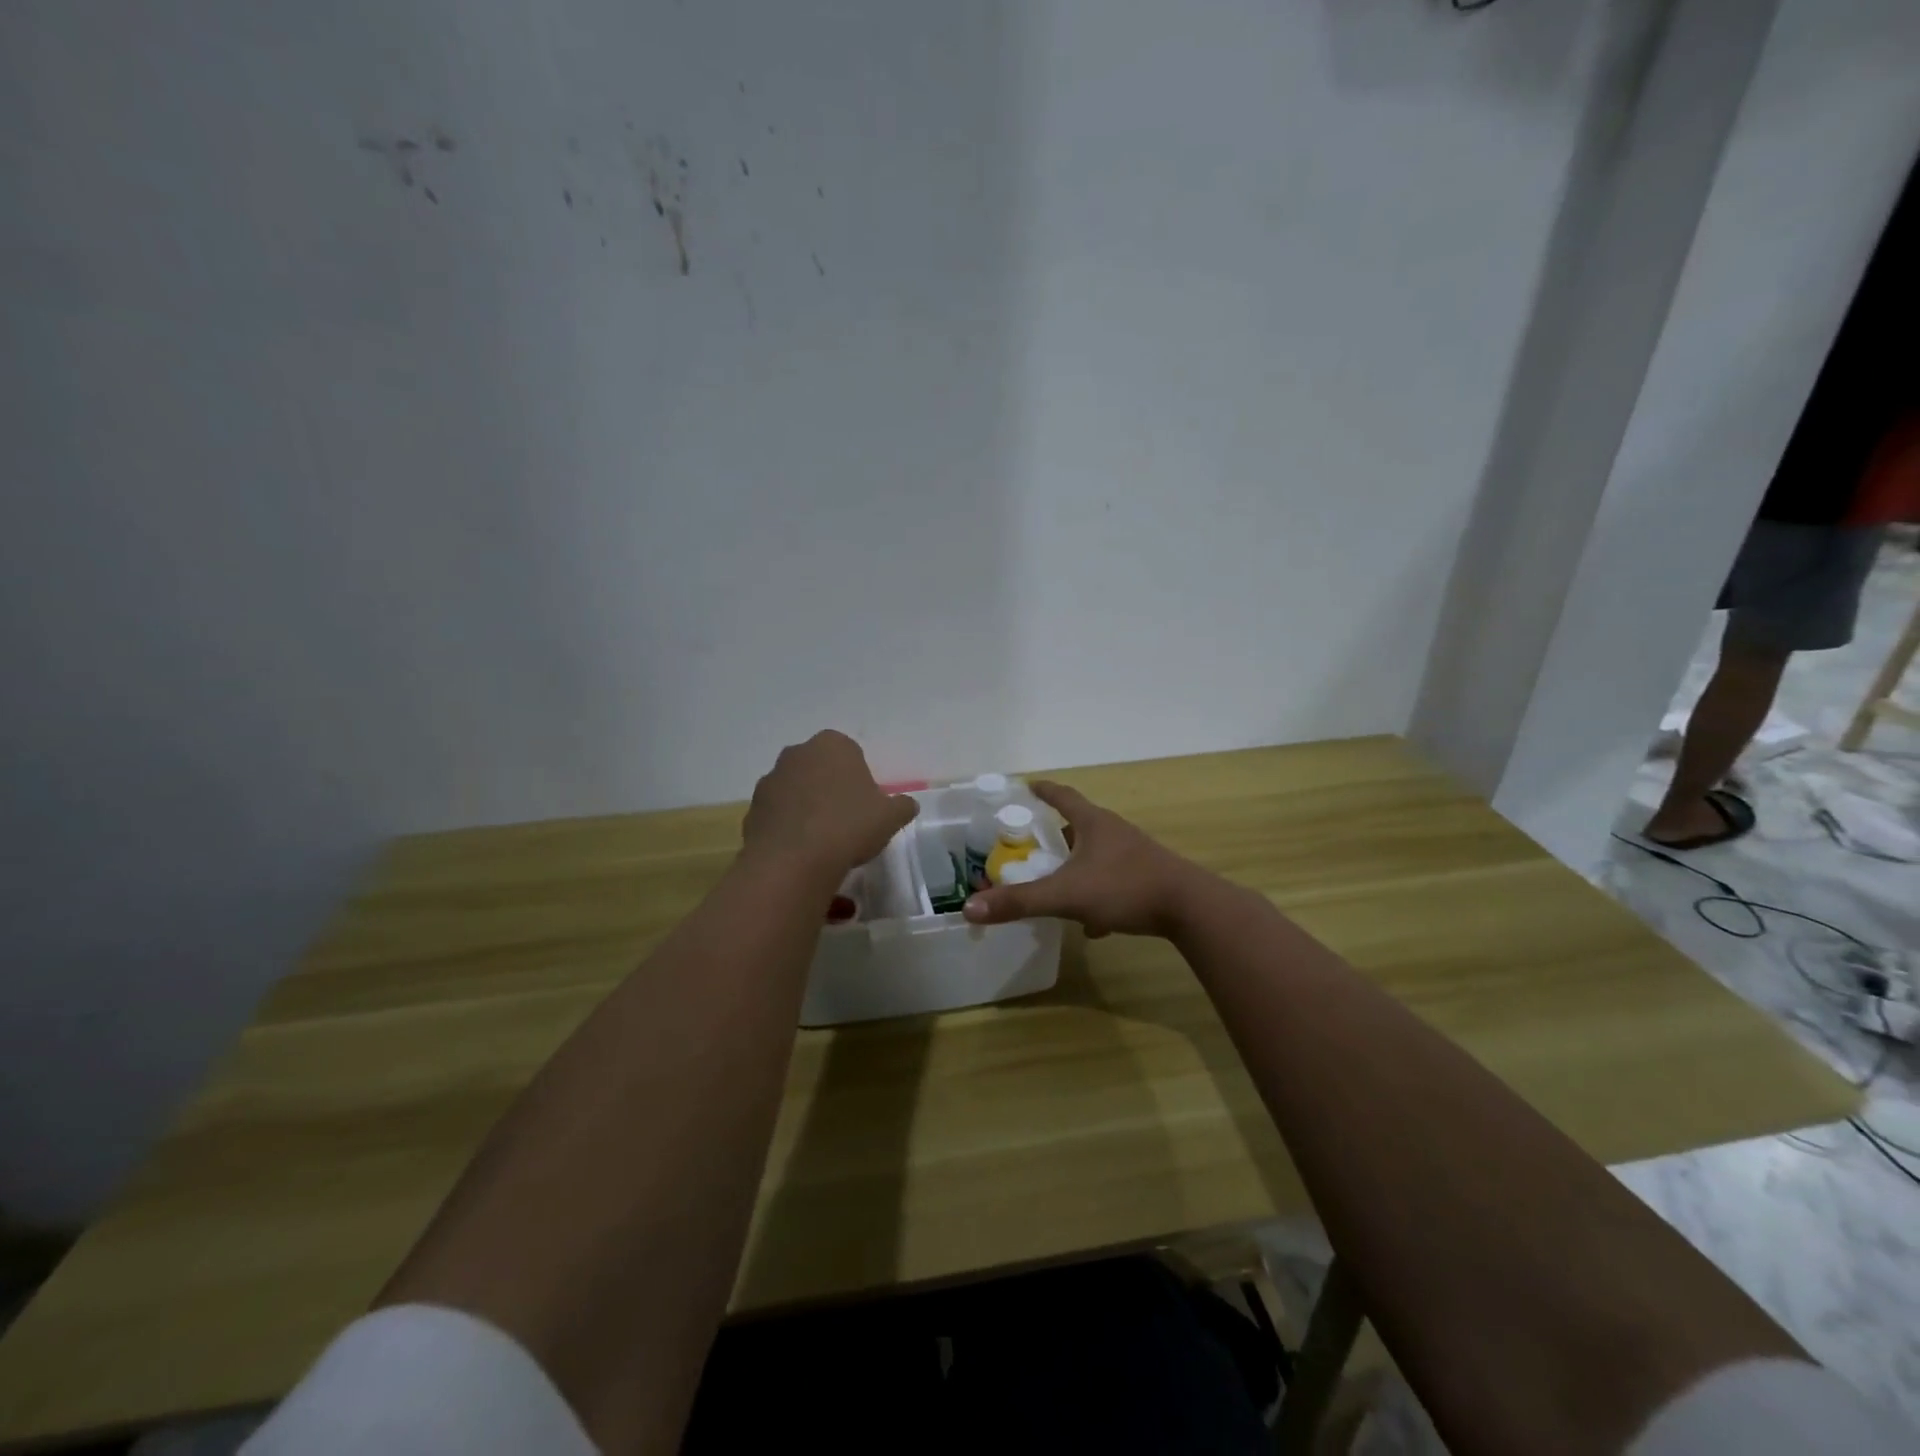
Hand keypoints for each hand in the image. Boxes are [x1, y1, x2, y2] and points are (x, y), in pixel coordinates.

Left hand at [742, 731, 917, 880]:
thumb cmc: (849, 826)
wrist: (794, 861)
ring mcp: (770, 780)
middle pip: (819, 769)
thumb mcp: (890, 817)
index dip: (859, 779)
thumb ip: (901, 806)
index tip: (866, 805)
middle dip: (830, 789)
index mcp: (832, 745)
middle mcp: (797, 754)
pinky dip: (788, 829)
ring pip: (796, 791)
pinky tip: (802, 853)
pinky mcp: (752, 810)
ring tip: (823, 842)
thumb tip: (907, 804)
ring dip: (807, 808)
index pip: (850, 753)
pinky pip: (778, 816)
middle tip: (847, 821)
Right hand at [962, 781, 1203, 937]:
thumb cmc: (1124, 887)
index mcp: (1093, 823)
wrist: (1190, 908)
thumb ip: (1020, 902)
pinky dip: (1097, 896)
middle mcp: (1114, 832)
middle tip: (1032, 846)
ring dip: (1076, 867)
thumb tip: (969, 907)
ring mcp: (1134, 855)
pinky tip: (1093, 925)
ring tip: (1056, 885)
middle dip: (1055, 835)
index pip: (1063, 796)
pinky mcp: (1148, 878)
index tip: (1028, 786)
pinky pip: (1113, 882)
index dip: (1044, 791)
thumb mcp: (1066, 895)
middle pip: (1079, 826)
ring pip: (1096, 855)